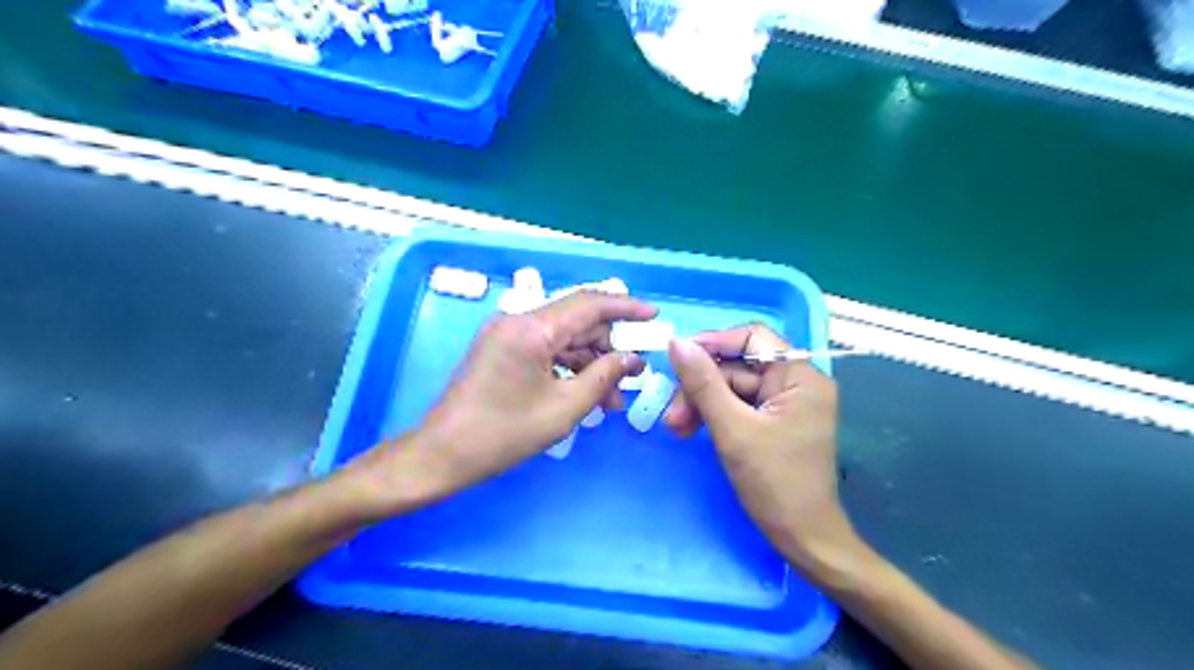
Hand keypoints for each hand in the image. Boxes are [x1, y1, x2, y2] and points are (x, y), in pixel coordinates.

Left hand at [351, 290, 651, 514]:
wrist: (442, 455)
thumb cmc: (503, 434)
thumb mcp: (563, 409)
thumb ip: (603, 377)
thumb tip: (632, 359)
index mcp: (531, 328)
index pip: (589, 304)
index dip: (625, 307)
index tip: (654, 315)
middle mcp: (517, 320)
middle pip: (577, 320)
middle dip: (609, 345)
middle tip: (634, 374)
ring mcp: (506, 334)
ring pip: (563, 336)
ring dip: (590, 361)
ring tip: (613, 396)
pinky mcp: (501, 349)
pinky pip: (545, 348)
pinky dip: (568, 366)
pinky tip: (586, 392)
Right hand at [662, 325, 857, 574]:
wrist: (803, 539)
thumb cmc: (775, 483)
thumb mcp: (732, 429)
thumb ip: (703, 383)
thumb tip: (676, 343)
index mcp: (800, 377)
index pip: (754, 338)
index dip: (714, 343)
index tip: (679, 358)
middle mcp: (797, 383)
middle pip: (738, 366)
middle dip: (701, 386)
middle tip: (671, 412)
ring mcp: (785, 404)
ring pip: (733, 387)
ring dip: (702, 403)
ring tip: (675, 428)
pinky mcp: (774, 422)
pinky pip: (738, 406)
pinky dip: (713, 416)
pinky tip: (691, 430)